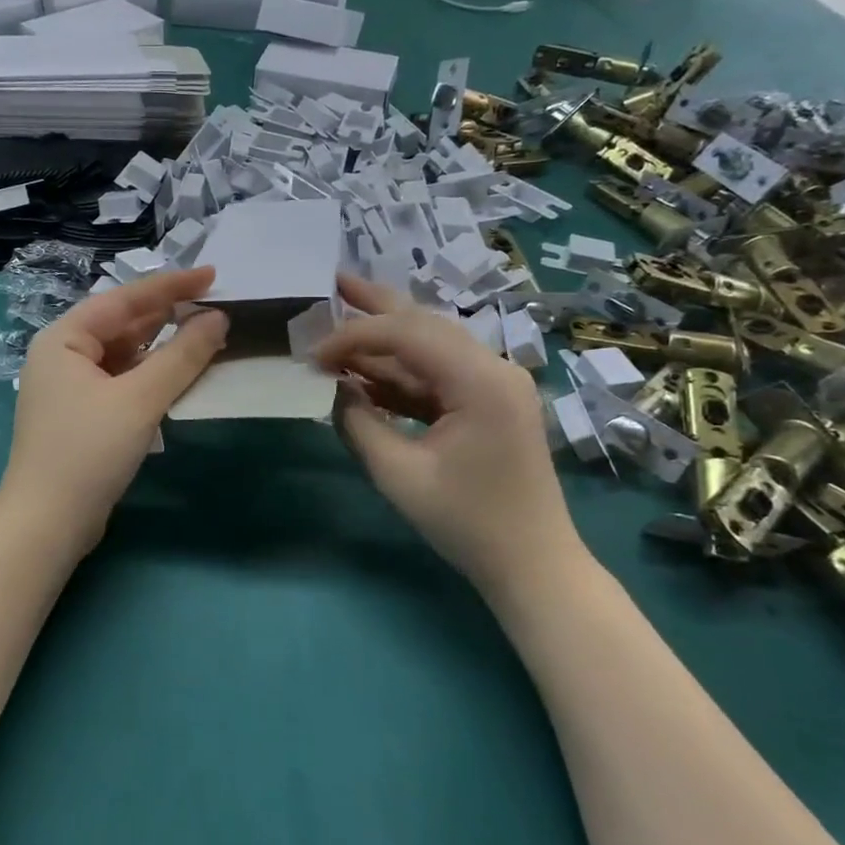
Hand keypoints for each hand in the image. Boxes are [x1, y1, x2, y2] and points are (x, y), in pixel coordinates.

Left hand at [0, 266, 228, 549]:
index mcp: (64, 338)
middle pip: (122, 324)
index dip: (171, 285)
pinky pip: (121, 380)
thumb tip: (218, 318)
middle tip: (215, 306)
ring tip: (205, 336)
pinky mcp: (82, 415)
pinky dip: (150, 375)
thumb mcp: (139, 399)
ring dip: (162, 347)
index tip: (212, 275)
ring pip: (124, 354)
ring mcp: (70, 387)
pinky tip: (177, 375)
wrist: (47, 523)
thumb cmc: (88, 451)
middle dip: (168, 315)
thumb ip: (182, 356)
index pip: (124, 299)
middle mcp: (62, 355)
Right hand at [315, 274, 582, 589]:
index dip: (354, 336)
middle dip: (376, 304)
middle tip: (334, 281)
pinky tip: (365, 369)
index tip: (312, 355)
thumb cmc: (467, 523)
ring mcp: (496, 383)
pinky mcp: (490, 401)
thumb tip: (335, 387)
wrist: (532, 564)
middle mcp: (494, 367)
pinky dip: (402, 372)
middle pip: (426, 323)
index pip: (407, 335)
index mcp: (481, 380)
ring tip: (342, 313)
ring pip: (432, 344)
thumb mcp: (398, 475)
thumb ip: (358, 422)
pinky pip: (439, 374)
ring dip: (386, 337)